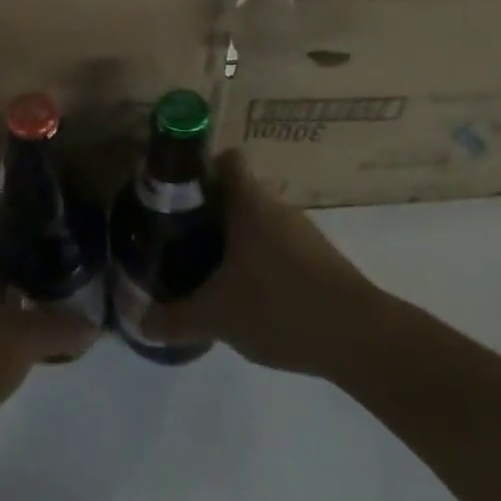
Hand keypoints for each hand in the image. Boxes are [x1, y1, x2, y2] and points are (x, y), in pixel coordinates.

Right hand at [141, 151, 376, 374]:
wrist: (361, 340)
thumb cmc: (280, 306)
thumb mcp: (217, 316)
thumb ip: (175, 318)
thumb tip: (139, 323)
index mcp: (251, 203)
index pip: (226, 160)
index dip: (201, 167)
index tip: (177, 189)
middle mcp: (278, 209)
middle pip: (240, 193)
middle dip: (212, 211)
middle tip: (182, 235)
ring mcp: (304, 236)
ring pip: (261, 224)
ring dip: (237, 240)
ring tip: (210, 268)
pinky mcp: (322, 264)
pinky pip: (281, 250)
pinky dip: (262, 264)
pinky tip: (249, 296)